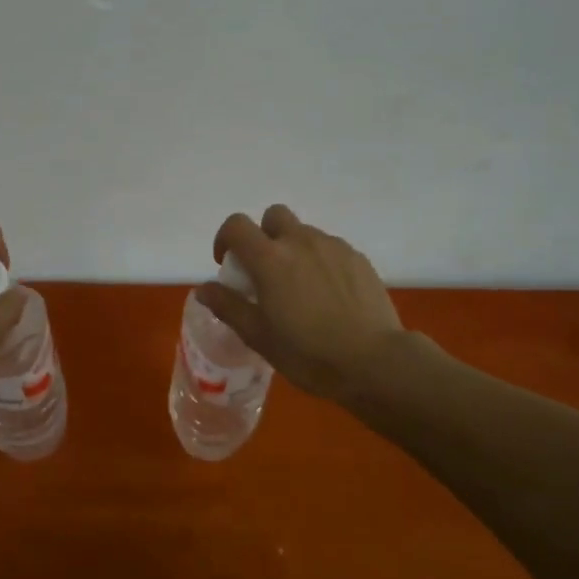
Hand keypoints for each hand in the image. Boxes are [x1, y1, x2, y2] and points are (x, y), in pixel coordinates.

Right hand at [195, 205, 405, 402]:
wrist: (374, 362)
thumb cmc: (308, 353)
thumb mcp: (259, 336)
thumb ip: (228, 306)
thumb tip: (204, 288)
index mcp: (270, 258)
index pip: (236, 225)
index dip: (225, 238)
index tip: (228, 264)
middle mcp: (300, 241)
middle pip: (274, 216)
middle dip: (264, 235)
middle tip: (266, 270)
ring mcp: (333, 247)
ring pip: (304, 232)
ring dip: (294, 249)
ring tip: (300, 287)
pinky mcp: (358, 258)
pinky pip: (330, 248)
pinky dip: (321, 261)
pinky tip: (329, 295)